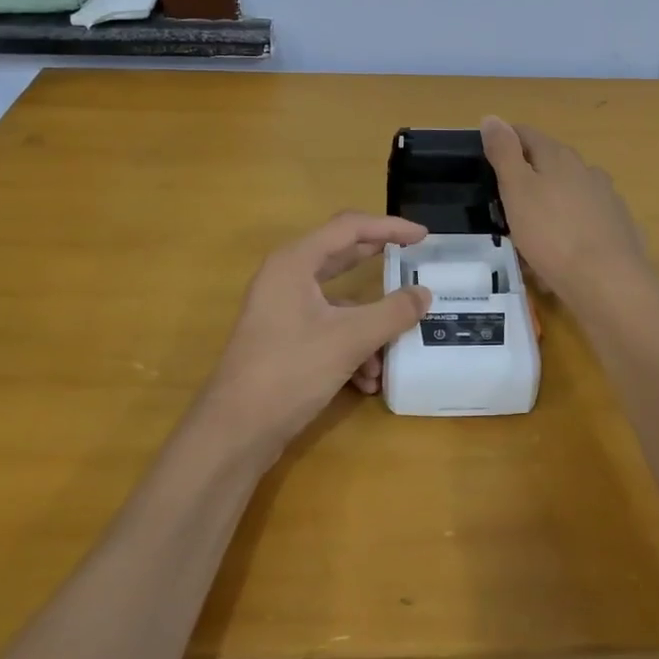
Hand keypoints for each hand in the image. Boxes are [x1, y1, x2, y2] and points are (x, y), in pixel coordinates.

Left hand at [201, 212, 430, 458]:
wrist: (234, 431)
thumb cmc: (290, 371)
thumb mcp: (350, 339)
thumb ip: (392, 313)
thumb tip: (424, 294)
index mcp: (295, 262)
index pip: (349, 227)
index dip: (389, 227)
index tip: (423, 236)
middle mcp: (286, 278)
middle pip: (341, 257)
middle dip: (379, 264)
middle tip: (413, 262)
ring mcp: (282, 309)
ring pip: (338, 303)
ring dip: (368, 326)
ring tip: (390, 354)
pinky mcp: (283, 339)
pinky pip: (327, 329)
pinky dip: (351, 348)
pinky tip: (366, 381)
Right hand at [482, 116, 652, 307]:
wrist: (608, 283)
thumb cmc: (552, 234)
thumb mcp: (516, 190)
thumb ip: (504, 153)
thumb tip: (492, 117)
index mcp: (559, 157)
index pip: (527, 134)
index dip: (505, 141)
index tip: (486, 159)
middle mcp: (587, 170)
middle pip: (550, 163)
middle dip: (527, 176)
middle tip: (503, 202)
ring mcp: (607, 199)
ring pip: (569, 193)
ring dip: (550, 204)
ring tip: (531, 232)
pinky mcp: (619, 228)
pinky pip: (586, 222)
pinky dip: (570, 229)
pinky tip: (561, 253)